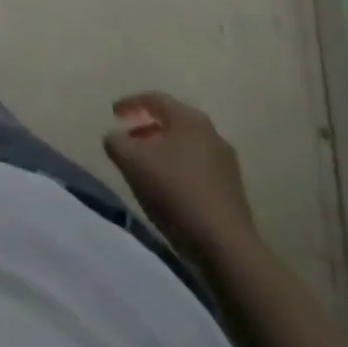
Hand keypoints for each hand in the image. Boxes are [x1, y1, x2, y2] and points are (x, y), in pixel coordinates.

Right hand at [102, 91, 255, 252]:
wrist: (226, 247)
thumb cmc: (175, 191)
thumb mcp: (131, 162)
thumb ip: (116, 142)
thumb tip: (114, 137)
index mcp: (188, 118)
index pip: (154, 99)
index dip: (130, 104)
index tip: (113, 114)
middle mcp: (211, 133)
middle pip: (172, 122)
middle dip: (147, 128)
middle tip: (129, 140)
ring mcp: (226, 162)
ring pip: (186, 146)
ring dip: (163, 151)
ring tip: (146, 168)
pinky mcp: (233, 190)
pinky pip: (198, 168)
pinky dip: (179, 170)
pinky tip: (169, 190)